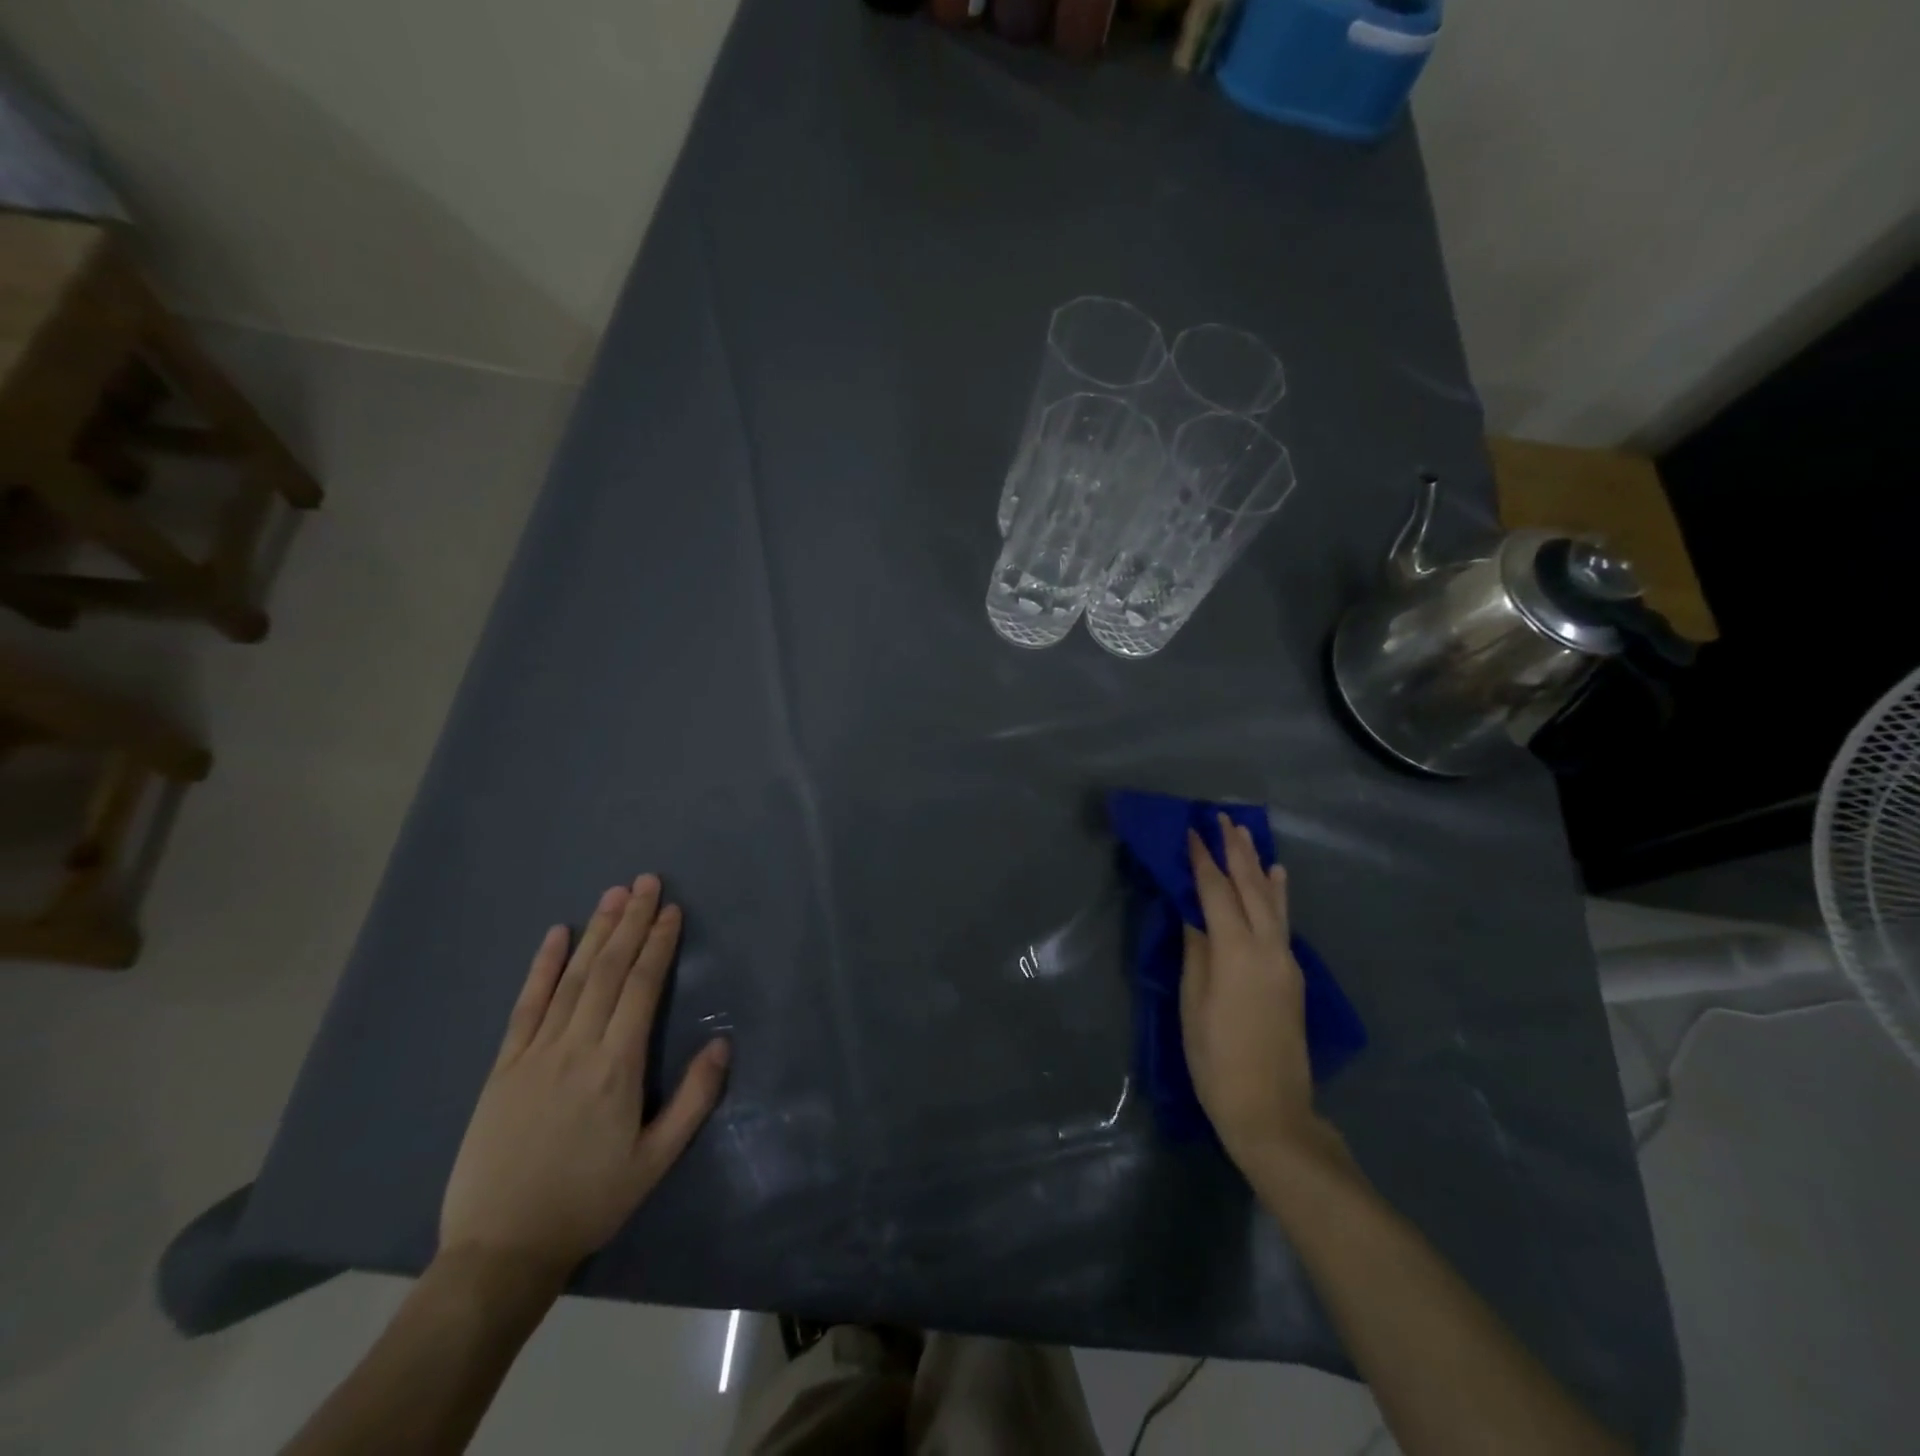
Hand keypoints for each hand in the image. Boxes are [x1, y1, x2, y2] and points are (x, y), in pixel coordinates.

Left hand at [439, 875, 730, 1283]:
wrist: (500, 1250)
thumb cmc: (589, 1202)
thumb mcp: (655, 1161)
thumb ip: (693, 1100)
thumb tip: (722, 1043)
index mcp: (617, 1067)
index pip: (641, 988)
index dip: (659, 945)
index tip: (672, 910)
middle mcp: (577, 1047)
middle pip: (608, 970)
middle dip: (631, 922)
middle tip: (647, 882)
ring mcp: (535, 1053)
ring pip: (571, 978)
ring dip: (596, 932)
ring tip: (613, 894)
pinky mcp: (504, 1067)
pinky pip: (526, 1006)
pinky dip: (542, 967)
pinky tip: (556, 935)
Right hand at [1181, 816, 1319, 1163]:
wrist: (1271, 1110)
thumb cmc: (1215, 1059)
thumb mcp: (1193, 1004)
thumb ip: (1196, 953)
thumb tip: (1194, 915)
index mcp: (1236, 952)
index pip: (1216, 892)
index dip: (1202, 860)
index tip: (1191, 831)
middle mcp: (1268, 947)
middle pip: (1251, 887)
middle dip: (1235, 851)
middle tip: (1223, 818)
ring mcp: (1286, 961)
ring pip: (1272, 901)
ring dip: (1258, 865)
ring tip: (1248, 836)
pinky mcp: (1293, 976)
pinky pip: (1283, 921)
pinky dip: (1277, 894)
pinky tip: (1277, 879)